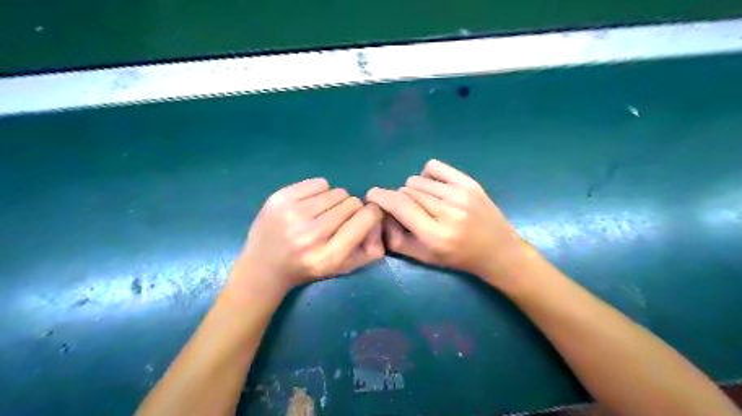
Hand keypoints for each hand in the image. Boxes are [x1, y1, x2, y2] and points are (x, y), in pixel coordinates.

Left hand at [235, 177, 385, 291]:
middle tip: (338, 220)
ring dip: (335, 201)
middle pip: (352, 202)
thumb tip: (379, 216)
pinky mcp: (279, 199)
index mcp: (329, 256)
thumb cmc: (308, 268)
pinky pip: (319, 183)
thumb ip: (369, 249)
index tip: (365, 217)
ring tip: (322, 214)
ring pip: (336, 192)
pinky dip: (320, 191)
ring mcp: (292, 214)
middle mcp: (310, 235)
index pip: (366, 218)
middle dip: (351, 209)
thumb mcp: (342, 268)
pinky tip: (310, 205)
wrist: (263, 267)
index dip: (371, 214)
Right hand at [365, 159, 526, 282]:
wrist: (498, 251)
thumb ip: (396, 240)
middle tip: (407, 211)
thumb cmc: (457, 258)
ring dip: (413, 190)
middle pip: (407, 191)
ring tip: (424, 202)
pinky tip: (433, 188)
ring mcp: (461, 194)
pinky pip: (434, 167)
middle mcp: (449, 211)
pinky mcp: (470, 183)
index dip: (381, 197)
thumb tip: (381, 215)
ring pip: (418, 180)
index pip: (400, 206)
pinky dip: (426, 175)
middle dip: (399, 199)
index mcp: (435, 235)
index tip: (372, 195)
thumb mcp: (423, 257)